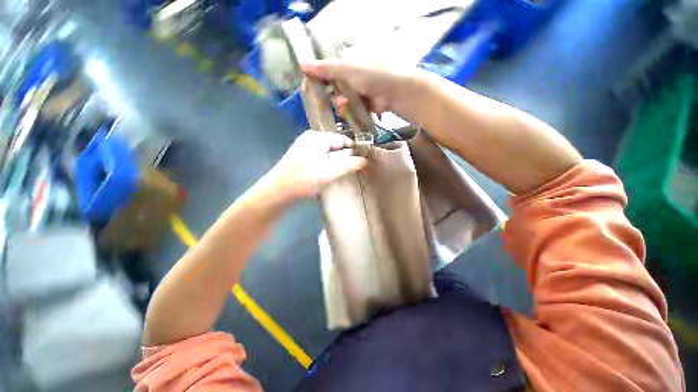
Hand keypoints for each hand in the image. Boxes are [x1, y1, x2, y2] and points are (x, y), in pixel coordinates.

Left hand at [265, 130, 367, 199]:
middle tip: (354, 167)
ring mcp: (304, 146)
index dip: (353, 149)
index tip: (363, 159)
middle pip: (334, 145)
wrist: (278, 190)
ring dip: (336, 160)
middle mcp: (310, 138)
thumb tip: (365, 161)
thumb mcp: (329, 172)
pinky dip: (327, 162)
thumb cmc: (304, 179)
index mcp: (317, 137)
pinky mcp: (300, 155)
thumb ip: (348, 165)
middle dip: (344, 155)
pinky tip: (329, 171)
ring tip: (344, 171)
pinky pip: (320, 155)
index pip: (342, 139)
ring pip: (327, 151)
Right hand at [301, 60, 423, 117]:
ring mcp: (357, 93)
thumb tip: (302, 63)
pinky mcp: (362, 106)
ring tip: (344, 104)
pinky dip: (348, 110)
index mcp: (347, 65)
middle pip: (333, 88)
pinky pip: (350, 110)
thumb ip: (326, 69)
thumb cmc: (372, 75)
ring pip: (340, 101)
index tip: (310, 86)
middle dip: (331, 94)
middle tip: (332, 96)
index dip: (318, 78)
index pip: (327, 71)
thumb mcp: (347, 69)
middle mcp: (351, 78)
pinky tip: (349, 110)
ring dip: (340, 104)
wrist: (395, 92)